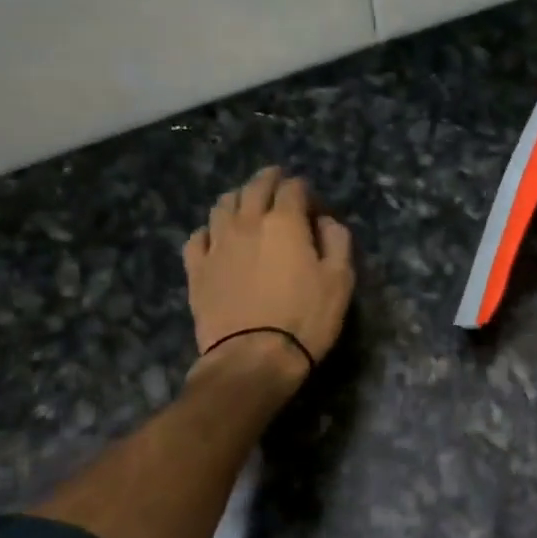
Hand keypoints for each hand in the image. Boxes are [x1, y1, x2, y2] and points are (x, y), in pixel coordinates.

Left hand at [185, 167, 353, 385]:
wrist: (253, 358)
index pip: (294, 188)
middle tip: (279, 181)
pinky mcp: (196, 269)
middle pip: (255, 187)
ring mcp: (217, 244)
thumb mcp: (340, 280)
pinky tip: (217, 237)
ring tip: (247, 203)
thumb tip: (325, 222)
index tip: (314, 202)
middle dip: (270, 179)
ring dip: (239, 197)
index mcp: (285, 222)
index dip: (305, 189)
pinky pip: (198, 237)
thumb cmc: (305, 318)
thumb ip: (337, 241)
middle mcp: (247, 222)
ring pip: (223, 204)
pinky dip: (210, 229)